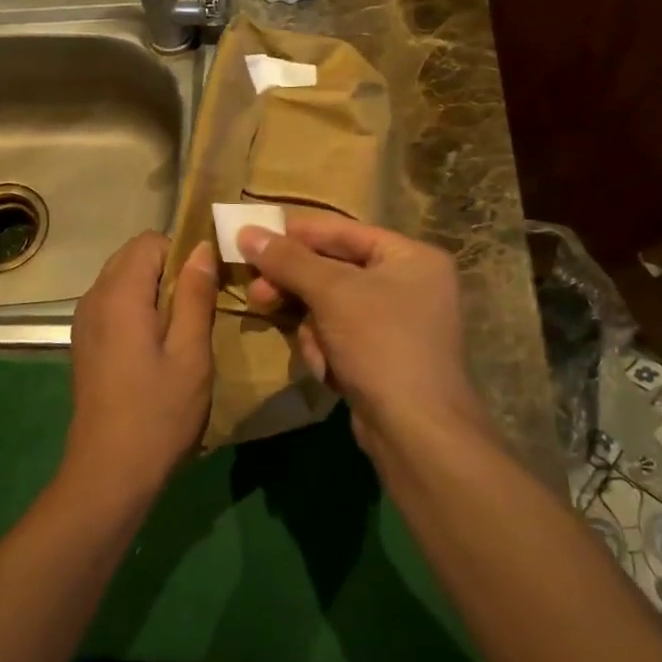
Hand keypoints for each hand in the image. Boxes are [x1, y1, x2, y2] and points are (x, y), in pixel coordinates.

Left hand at [64, 232, 218, 500]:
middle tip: (202, 303)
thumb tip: (202, 248)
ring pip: (122, 279)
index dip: (183, 251)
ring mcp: (85, 321)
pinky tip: (159, 344)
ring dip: (154, 289)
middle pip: (133, 257)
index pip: (150, 241)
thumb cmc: (158, 413)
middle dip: (170, 268)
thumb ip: (195, 295)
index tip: (209, 280)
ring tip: (184, 324)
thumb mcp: (190, 353)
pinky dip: (138, 307)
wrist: (109, 472)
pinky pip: (113, 304)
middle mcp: (94, 298)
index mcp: (119, 294)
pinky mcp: (85, 343)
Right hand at [238, 217, 486, 458]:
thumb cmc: (380, 344)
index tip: (254, 236)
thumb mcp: (331, 293)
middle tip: (258, 292)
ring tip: (318, 351)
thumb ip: (288, 260)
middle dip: (298, 289)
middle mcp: (409, 285)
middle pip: (334, 272)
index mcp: (411, 257)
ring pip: (330, 309)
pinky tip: (331, 371)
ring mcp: (397, 324)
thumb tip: (246, 231)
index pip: (344, 231)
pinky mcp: (382, 357)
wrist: (416, 430)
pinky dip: (328, 352)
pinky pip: (340, 338)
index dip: (297, 233)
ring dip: (314, 330)